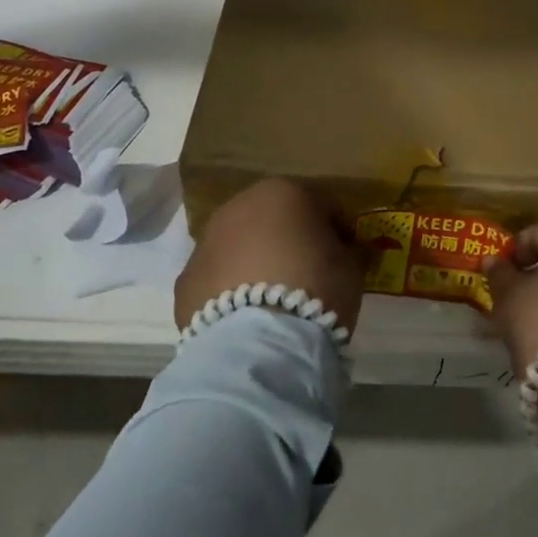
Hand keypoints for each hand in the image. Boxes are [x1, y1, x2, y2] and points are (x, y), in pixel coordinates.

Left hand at [175, 178, 365, 335]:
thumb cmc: (315, 289)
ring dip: (256, 262)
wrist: (258, 344)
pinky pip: (217, 279)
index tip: (349, 255)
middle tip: (309, 274)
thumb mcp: (351, 267)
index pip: (322, 205)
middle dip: (290, 240)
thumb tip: (345, 250)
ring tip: (274, 299)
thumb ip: (347, 250)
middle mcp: (239, 207)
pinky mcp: (186, 280)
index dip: (339, 230)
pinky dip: (229, 290)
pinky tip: (246, 317)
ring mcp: (206, 242)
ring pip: (240, 246)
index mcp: (283, 192)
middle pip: (274, 219)